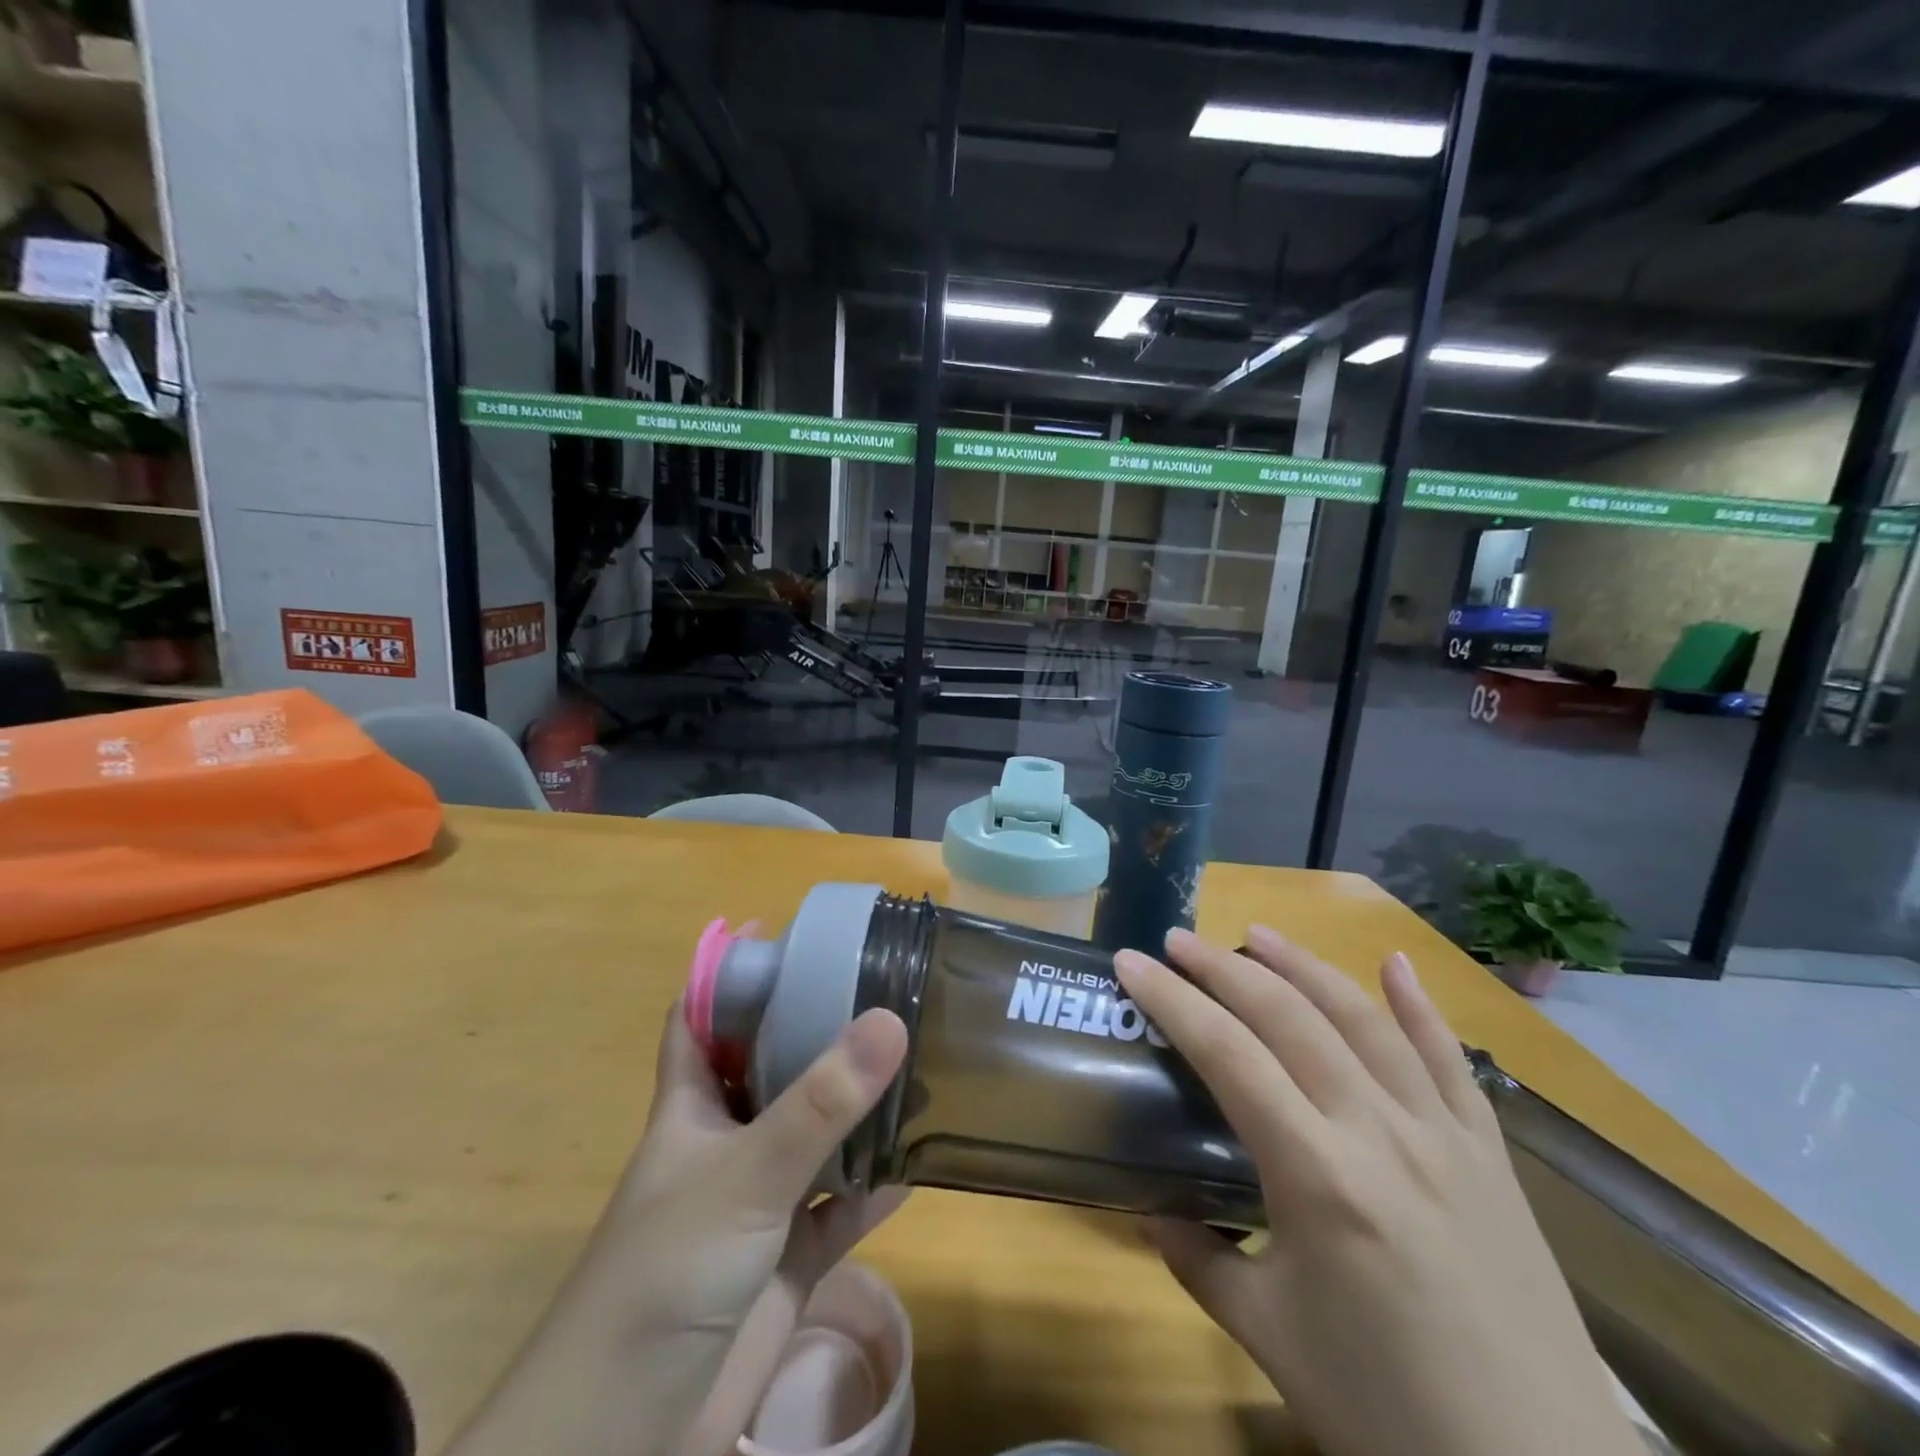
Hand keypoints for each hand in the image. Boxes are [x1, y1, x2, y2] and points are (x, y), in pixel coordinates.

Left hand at [448, 1001, 909, 1455]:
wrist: (630, 1437)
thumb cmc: (665, 1273)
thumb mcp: (745, 1173)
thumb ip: (819, 1102)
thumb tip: (891, 1020)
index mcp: (690, 1107)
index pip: (698, 1018)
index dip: (727, 973)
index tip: (780, 932)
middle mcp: (724, 1143)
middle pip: (768, 1067)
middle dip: (812, 1029)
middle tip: (875, 988)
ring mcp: (756, 1203)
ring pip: (812, 1136)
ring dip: (854, 1108)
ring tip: (912, 1060)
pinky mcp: (787, 1261)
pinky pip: (840, 1211)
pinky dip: (873, 1189)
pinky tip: (917, 1163)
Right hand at [1115, 928, 1642, 1455]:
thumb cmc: (1389, 1412)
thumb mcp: (1270, 1336)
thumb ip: (1198, 1259)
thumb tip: (1148, 1209)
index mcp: (1317, 1175)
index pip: (1227, 1054)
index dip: (1172, 999)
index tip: (1130, 961)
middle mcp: (1379, 1132)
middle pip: (1289, 1017)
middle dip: (1224, 967)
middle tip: (1178, 939)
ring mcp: (1443, 1135)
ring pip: (1363, 1020)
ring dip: (1305, 966)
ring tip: (1258, 933)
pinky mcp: (1490, 1154)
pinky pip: (1451, 1061)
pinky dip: (1419, 1005)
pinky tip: (1396, 964)